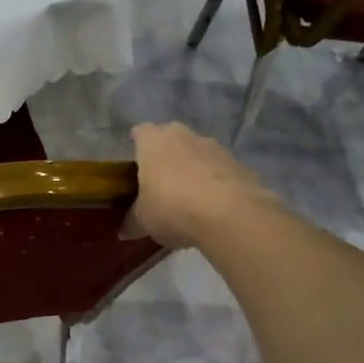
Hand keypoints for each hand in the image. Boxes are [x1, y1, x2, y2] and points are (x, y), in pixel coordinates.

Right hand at [126, 122, 278, 248]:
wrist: (229, 214)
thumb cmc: (172, 208)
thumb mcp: (143, 221)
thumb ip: (132, 221)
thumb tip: (123, 230)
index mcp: (154, 142)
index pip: (140, 132)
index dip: (137, 145)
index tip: (135, 164)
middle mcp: (184, 136)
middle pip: (171, 139)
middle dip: (167, 155)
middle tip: (161, 181)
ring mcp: (216, 147)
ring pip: (198, 153)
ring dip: (194, 168)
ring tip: (190, 197)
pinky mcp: (240, 164)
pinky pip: (221, 170)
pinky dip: (216, 183)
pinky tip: (214, 206)